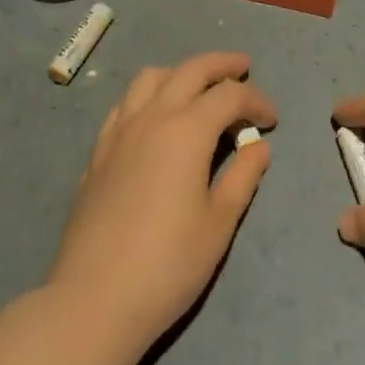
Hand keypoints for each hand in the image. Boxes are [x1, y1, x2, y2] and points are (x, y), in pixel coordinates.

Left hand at [49, 51, 275, 354]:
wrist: (93, 300)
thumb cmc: (167, 265)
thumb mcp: (219, 224)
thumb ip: (243, 176)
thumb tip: (259, 146)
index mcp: (187, 130)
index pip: (230, 95)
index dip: (256, 101)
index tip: (272, 120)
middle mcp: (153, 116)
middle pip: (191, 70)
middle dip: (222, 64)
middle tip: (244, 68)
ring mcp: (120, 130)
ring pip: (152, 77)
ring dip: (181, 72)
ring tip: (198, 87)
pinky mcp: (99, 151)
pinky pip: (126, 103)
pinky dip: (149, 95)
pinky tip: (155, 117)